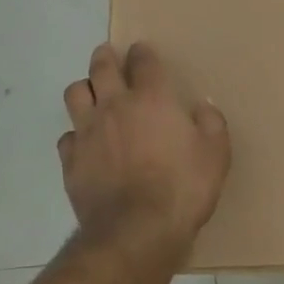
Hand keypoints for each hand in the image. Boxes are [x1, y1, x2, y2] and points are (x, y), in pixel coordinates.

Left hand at [58, 43, 230, 257]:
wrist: (136, 232)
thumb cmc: (182, 189)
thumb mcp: (216, 155)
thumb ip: (212, 124)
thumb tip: (202, 107)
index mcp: (152, 98)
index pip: (143, 61)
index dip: (142, 52)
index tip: (142, 51)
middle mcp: (115, 106)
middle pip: (101, 67)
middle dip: (105, 56)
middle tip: (107, 55)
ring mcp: (88, 132)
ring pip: (75, 93)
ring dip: (84, 88)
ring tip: (91, 93)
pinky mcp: (71, 160)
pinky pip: (67, 136)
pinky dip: (75, 135)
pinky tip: (84, 144)